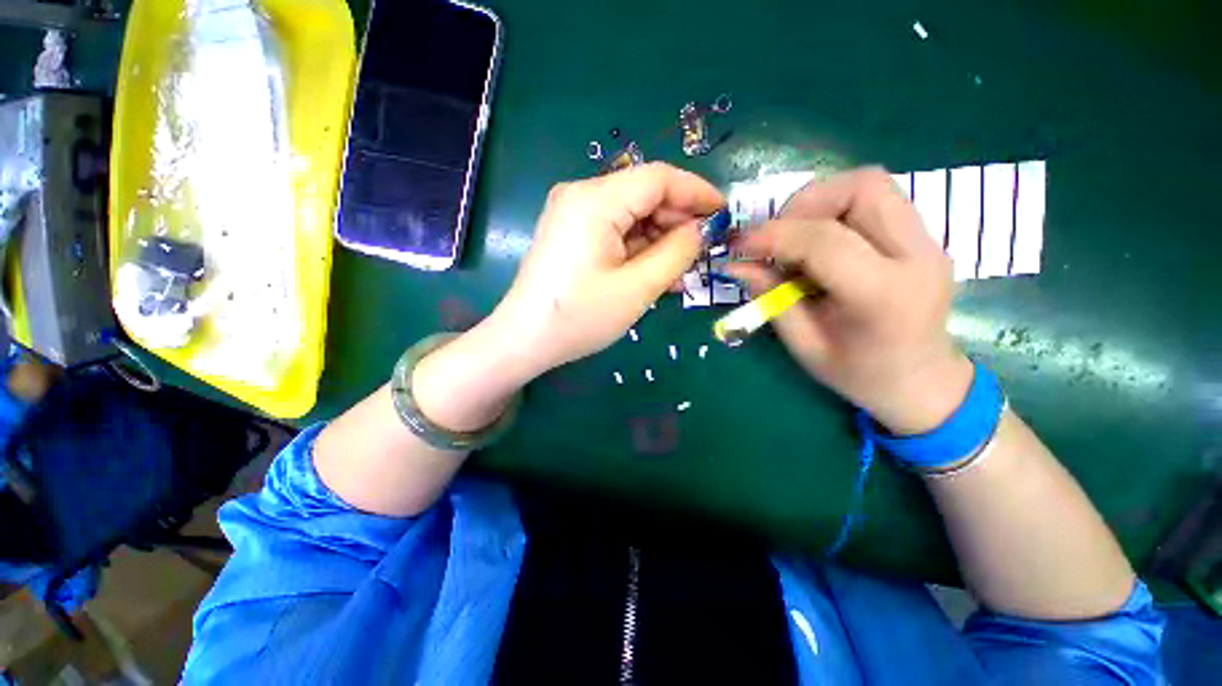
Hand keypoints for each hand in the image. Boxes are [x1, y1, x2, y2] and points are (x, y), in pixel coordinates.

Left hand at [488, 162, 723, 376]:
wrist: (525, 339)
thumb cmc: (579, 317)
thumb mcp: (637, 288)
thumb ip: (676, 253)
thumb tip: (700, 230)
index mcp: (595, 200)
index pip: (659, 178)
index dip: (696, 192)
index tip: (723, 214)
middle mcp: (581, 195)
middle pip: (644, 195)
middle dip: (677, 221)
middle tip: (703, 251)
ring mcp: (572, 213)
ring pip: (631, 215)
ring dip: (659, 239)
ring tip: (682, 269)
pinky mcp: (571, 232)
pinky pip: (614, 230)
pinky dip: (638, 248)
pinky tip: (655, 270)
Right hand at [725, 168, 972, 434]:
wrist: (923, 382)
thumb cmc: (859, 374)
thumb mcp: (804, 344)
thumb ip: (772, 298)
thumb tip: (737, 265)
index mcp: (884, 295)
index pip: (824, 240)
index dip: (773, 235)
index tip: (739, 246)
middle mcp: (917, 256)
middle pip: (862, 187)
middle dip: (804, 204)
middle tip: (776, 238)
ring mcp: (928, 241)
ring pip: (870, 184)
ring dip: (821, 202)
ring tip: (796, 239)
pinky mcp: (924, 236)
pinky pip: (876, 200)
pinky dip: (837, 210)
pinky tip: (820, 243)